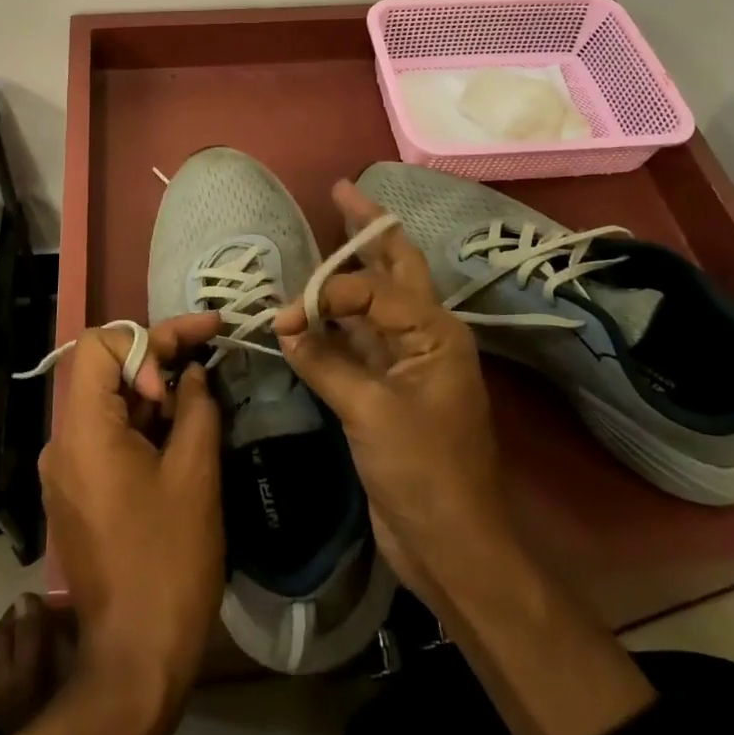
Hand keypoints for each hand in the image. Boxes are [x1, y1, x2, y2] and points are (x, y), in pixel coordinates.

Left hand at [37, 312, 224, 714]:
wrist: (136, 659)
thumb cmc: (169, 560)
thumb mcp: (195, 473)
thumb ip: (196, 406)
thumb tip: (193, 372)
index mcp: (82, 432)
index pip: (99, 345)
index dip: (147, 342)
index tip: (187, 365)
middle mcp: (62, 444)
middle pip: (104, 371)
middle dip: (157, 357)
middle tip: (207, 353)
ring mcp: (65, 472)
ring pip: (107, 403)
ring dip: (153, 391)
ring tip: (200, 394)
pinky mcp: (76, 495)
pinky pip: (105, 437)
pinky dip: (141, 423)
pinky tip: (178, 432)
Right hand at [272, 181, 513, 610]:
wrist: (450, 545)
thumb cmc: (424, 473)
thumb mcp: (371, 413)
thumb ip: (325, 362)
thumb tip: (283, 326)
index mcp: (435, 332)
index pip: (374, 289)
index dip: (328, 293)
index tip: (287, 317)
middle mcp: (424, 334)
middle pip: (395, 267)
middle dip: (368, 229)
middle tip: (341, 190)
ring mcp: (405, 360)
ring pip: (375, 300)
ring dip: (350, 271)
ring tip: (330, 229)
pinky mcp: (386, 386)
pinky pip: (357, 339)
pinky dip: (334, 321)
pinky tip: (312, 306)